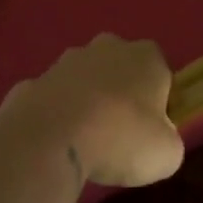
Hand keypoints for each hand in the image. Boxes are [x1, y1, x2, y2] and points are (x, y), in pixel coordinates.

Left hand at [0, 35, 184, 188]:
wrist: (51, 139)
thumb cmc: (121, 139)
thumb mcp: (166, 155)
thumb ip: (168, 140)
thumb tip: (159, 139)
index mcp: (146, 57)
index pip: (160, 71)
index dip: (159, 100)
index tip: (152, 129)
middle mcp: (107, 47)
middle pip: (120, 67)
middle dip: (120, 92)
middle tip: (120, 131)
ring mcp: (66, 61)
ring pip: (84, 78)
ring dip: (86, 100)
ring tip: (85, 140)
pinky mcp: (34, 80)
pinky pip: (52, 98)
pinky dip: (54, 114)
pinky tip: (55, 142)